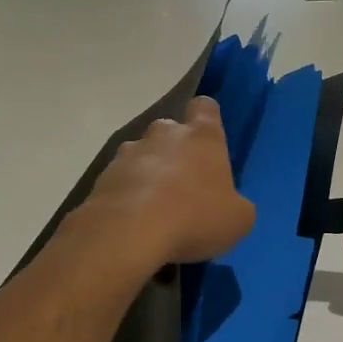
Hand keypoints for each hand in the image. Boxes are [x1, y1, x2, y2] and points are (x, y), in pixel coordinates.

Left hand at [81, 97, 255, 266]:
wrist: (128, 234)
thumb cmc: (195, 217)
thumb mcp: (238, 220)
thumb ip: (236, 204)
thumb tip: (229, 205)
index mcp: (203, 136)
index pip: (206, 107)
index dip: (208, 120)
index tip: (211, 142)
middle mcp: (164, 134)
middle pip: (171, 131)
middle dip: (176, 152)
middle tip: (185, 186)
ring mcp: (129, 152)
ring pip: (143, 155)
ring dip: (150, 173)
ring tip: (156, 209)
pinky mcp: (103, 176)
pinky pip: (122, 180)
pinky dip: (128, 195)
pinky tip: (135, 223)